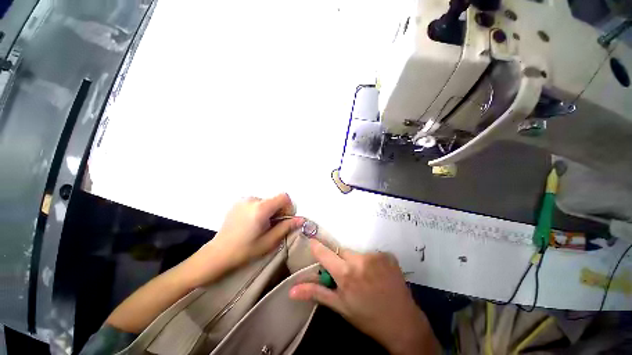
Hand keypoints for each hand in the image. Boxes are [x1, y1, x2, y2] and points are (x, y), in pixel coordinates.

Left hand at [184, 193, 302, 286]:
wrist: (218, 253)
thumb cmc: (245, 250)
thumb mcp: (269, 241)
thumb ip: (286, 227)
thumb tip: (301, 219)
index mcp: (260, 208)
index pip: (284, 197)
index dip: (288, 207)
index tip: (283, 220)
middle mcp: (252, 199)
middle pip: (275, 199)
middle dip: (278, 211)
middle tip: (271, 226)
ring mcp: (244, 199)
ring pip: (267, 201)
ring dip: (269, 211)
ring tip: (260, 225)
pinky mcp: (238, 202)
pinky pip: (257, 202)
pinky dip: (260, 209)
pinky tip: (251, 222)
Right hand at [289, 240, 439, 354]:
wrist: (403, 323)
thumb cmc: (367, 317)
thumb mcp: (340, 306)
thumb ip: (316, 293)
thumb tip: (292, 290)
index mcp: (346, 274)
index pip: (324, 252)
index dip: (317, 246)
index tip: (312, 242)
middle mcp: (360, 259)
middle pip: (342, 251)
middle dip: (341, 260)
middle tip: (347, 274)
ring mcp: (376, 255)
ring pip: (357, 252)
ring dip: (356, 260)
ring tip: (364, 276)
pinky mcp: (388, 255)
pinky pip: (371, 253)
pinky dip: (370, 261)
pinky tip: (377, 274)